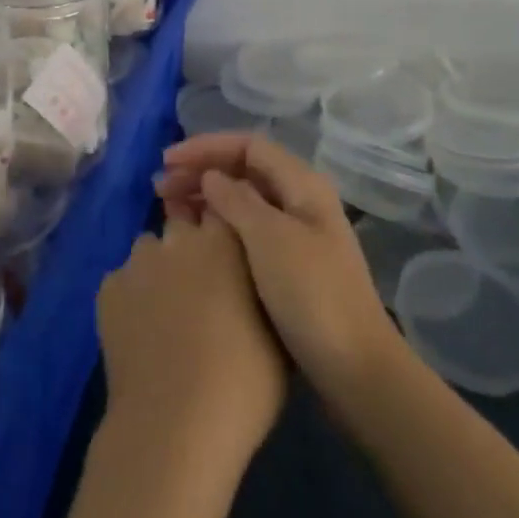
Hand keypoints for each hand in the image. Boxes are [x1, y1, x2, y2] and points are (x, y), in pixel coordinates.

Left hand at [96, 210, 286, 472]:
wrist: (174, 425)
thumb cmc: (243, 385)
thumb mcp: (278, 336)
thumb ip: (263, 290)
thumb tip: (259, 280)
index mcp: (224, 242)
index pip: (224, 211)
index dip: (225, 231)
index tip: (230, 254)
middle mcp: (178, 239)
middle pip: (183, 228)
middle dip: (192, 249)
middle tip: (202, 290)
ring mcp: (138, 261)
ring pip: (150, 252)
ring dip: (160, 271)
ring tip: (168, 314)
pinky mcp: (107, 287)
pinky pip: (123, 281)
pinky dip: (133, 298)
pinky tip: (141, 333)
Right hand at [156, 134, 398, 400]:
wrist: (358, 372)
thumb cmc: (312, 295)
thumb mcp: (269, 239)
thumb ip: (236, 200)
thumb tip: (211, 176)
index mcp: (302, 184)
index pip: (247, 146)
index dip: (205, 148)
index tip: (168, 161)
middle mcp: (301, 201)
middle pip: (244, 170)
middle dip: (201, 171)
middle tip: (160, 187)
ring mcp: (297, 234)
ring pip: (244, 200)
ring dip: (206, 197)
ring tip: (169, 208)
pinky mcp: (290, 265)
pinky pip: (247, 228)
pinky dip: (219, 224)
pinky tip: (196, 237)